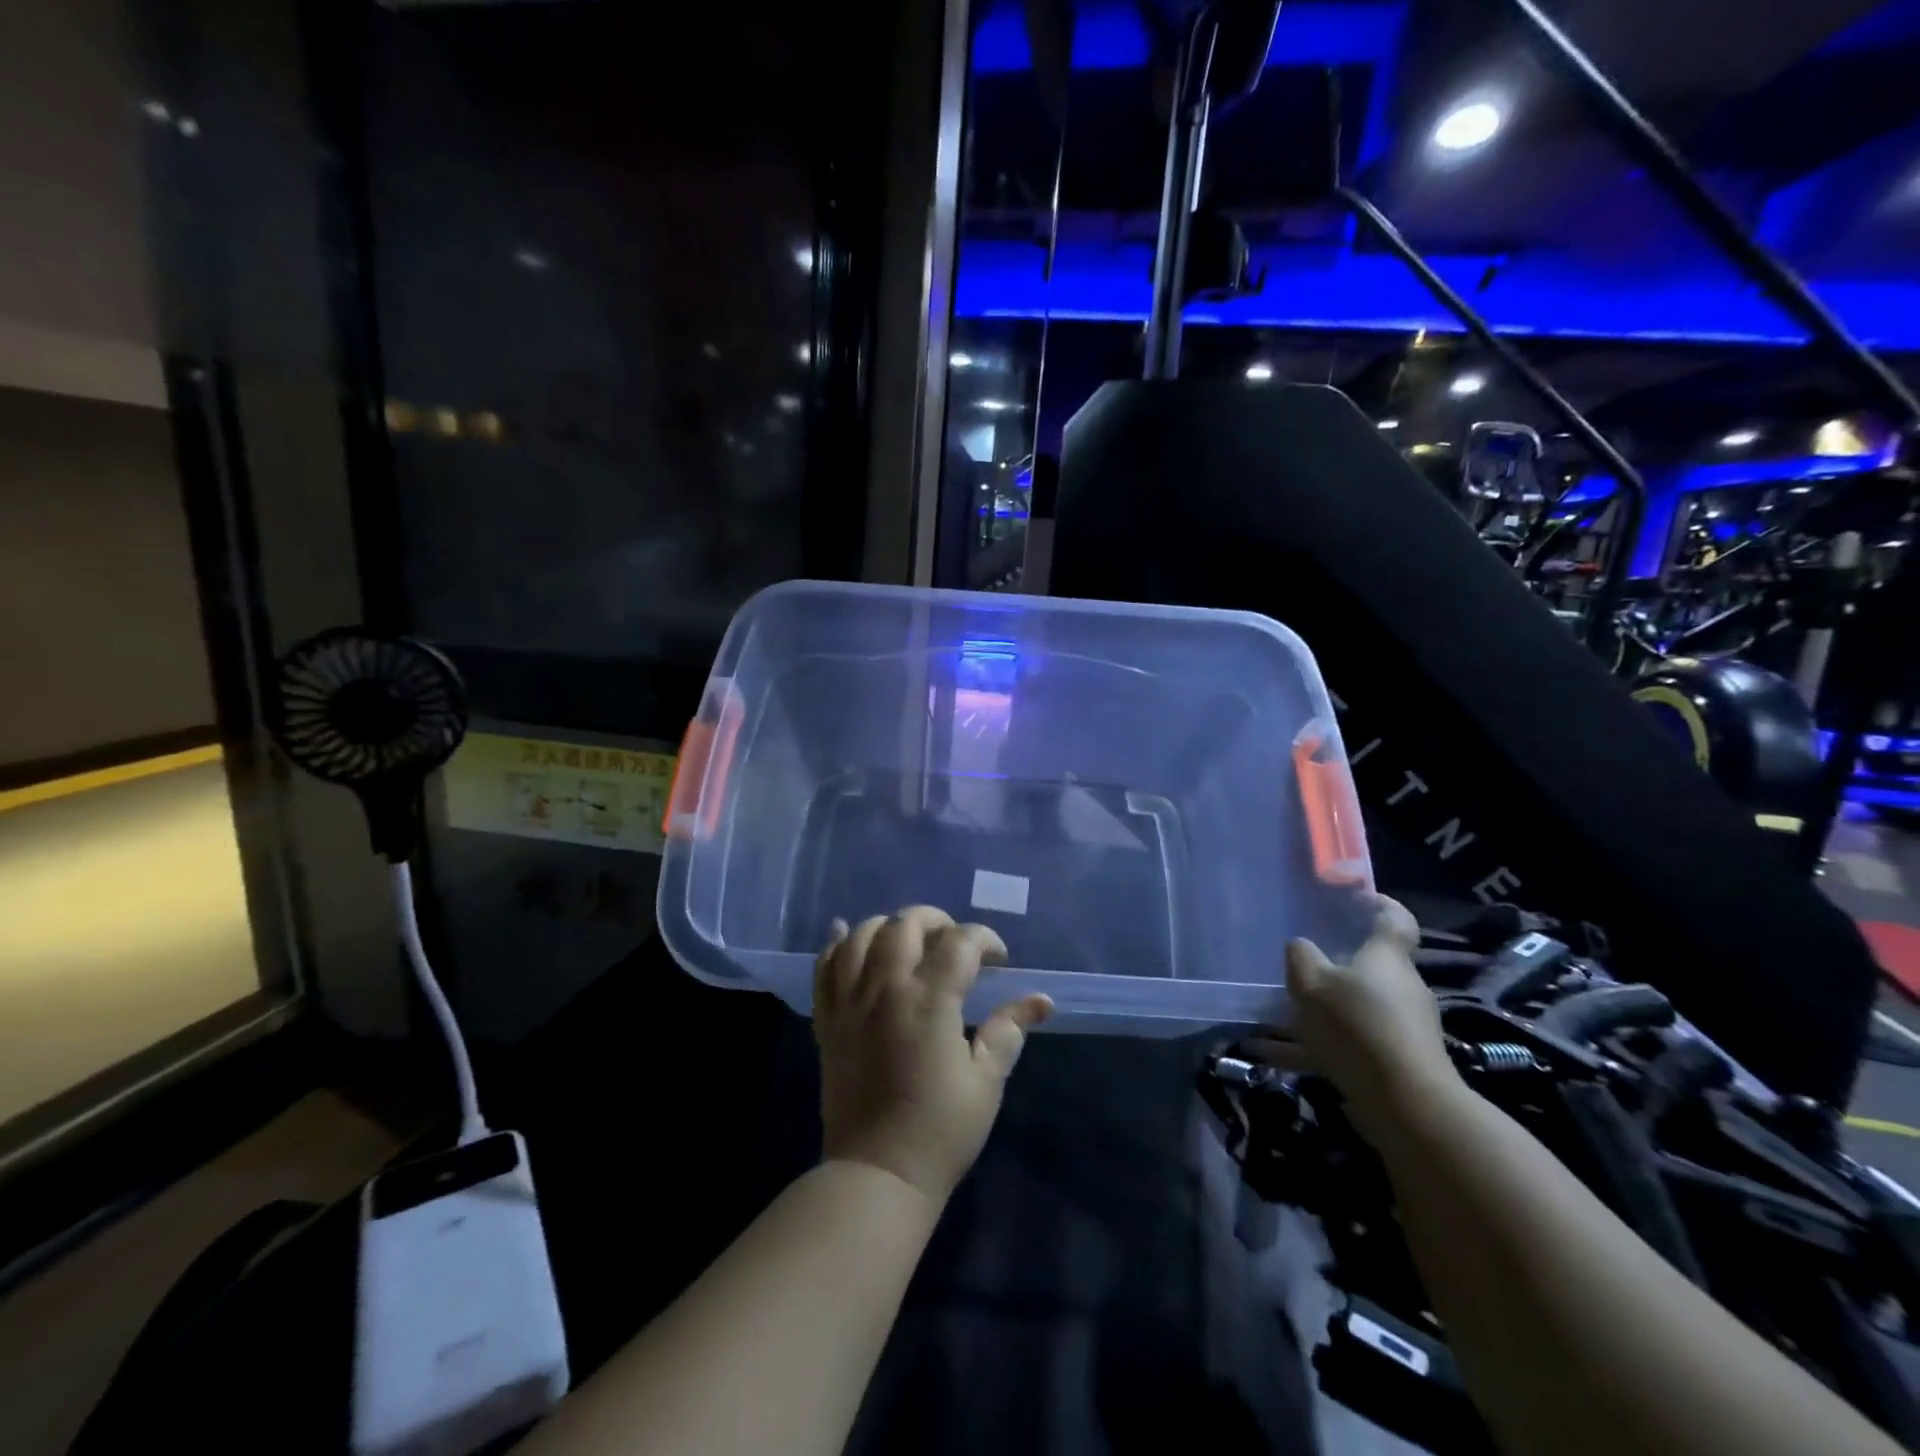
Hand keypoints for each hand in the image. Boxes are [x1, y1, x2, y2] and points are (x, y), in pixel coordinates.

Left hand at [813, 906, 1052, 1202]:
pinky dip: (835, 943)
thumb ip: (1009, 1030)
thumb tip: (1042, 1000)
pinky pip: (824, 966)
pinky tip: (844, 933)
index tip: (999, 960)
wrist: (876, 1175)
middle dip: (937, 922)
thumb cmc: (940, 1131)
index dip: (985, 940)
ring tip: (908, 942)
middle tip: (955, 944)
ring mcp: (850, 1001)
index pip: (960, 942)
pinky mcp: (828, 1019)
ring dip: (889, 927)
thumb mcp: (986, 1081)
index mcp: (929, 1000)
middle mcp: (885, 988)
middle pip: (906, 924)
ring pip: (861, 934)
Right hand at [1245, 896, 1461, 1144]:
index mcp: (1386, 958)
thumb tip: (1301, 946)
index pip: (1395, 920)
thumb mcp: (1311, 983)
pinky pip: (1346, 1045)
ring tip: (1272, 1017)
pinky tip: (1269, 1056)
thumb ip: (1301, 958)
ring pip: (1353, 1008)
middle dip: (1335, 965)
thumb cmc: (1357, 1025)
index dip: (1380, 904)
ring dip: (1318, 1011)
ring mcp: (1401, 1027)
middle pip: (1370, 967)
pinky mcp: (1393, 1062)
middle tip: (1299, 965)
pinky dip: (1311, 1047)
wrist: (1406, 1103)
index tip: (1358, 898)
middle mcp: (1400, 987)